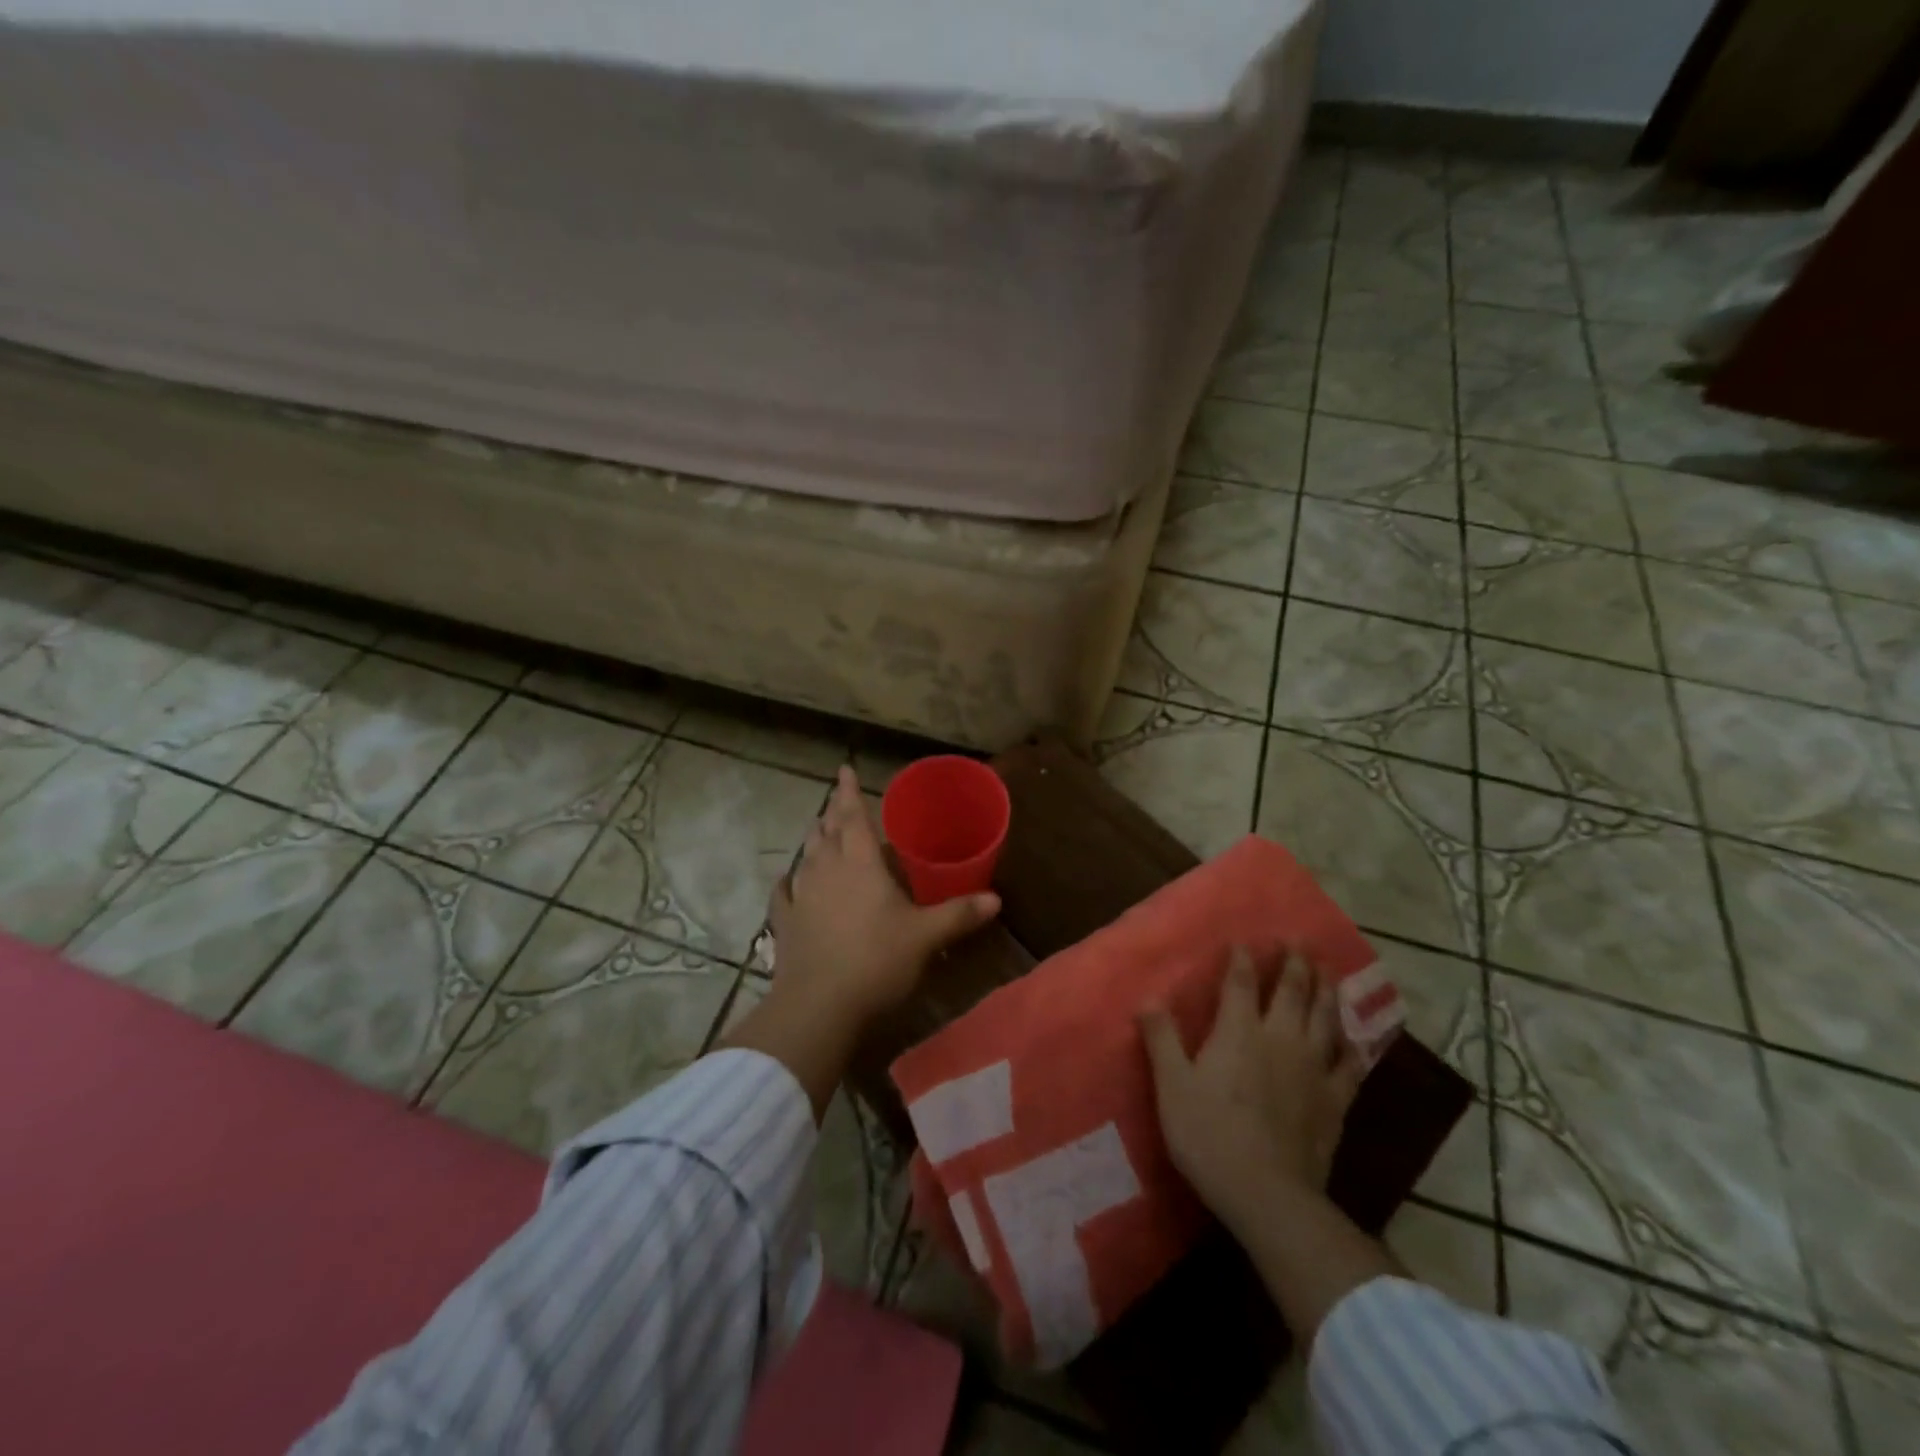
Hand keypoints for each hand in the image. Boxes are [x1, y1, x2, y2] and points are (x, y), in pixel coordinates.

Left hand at [767, 765, 1000, 1028]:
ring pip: (806, 856)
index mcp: (859, 863)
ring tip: (818, 829)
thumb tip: (997, 899)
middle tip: (836, 798)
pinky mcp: (784, 924)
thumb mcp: (925, 936)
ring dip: (813, 840)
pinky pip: (783, 894)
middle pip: (827, 830)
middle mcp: (826, 870)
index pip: (853, 816)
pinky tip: (787, 880)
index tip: (844, 769)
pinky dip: (787, 882)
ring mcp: (801, 896)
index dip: (849, 791)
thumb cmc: (877, 960)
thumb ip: (959, 914)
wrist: (820, 1005)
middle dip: (832, 811)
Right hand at [1139, 947, 1365, 1232]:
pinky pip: (1350, 1066)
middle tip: (1299, 941)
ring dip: (1327, 990)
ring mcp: (1313, 1069)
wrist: (1268, 1194)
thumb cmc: (1209, 1135)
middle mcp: (1280, 1039)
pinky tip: (1356, 1040)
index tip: (1244, 941)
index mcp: (1239, 1032)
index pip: (1241, 983)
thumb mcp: (1172, 1086)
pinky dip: (1353, 1047)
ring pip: (1325, 1018)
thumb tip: (1148, 998)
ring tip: (1329, 970)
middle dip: (1295, 964)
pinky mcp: (1335, 1102)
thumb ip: (1162, 1039)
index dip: (1242, 959)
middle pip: (1292, 992)